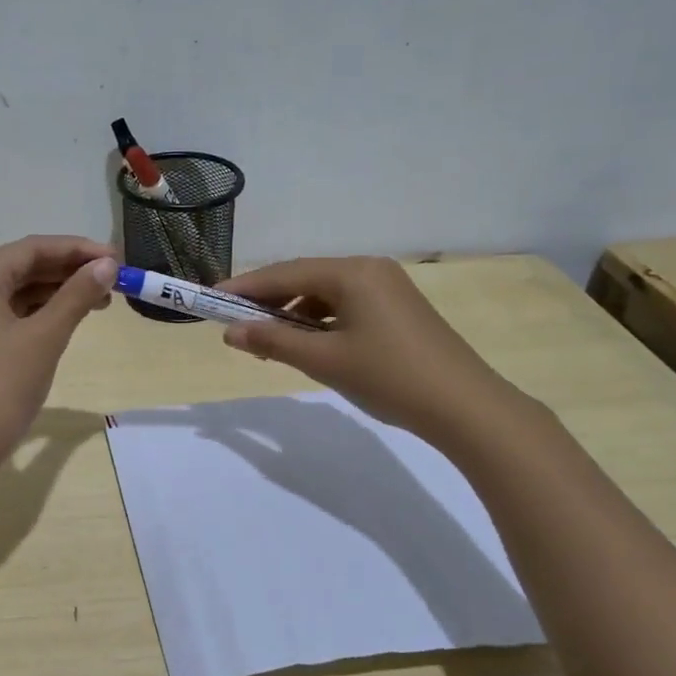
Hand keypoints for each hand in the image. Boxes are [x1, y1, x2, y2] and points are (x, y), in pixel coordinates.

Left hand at [0, 236, 117, 468]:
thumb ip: (76, 296)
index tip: (116, 259)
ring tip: (99, 302)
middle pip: (22, 267)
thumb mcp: (45, 337)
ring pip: (16, 292)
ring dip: (57, 292)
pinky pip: (8, 314)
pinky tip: (66, 321)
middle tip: (112, 280)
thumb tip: (106, 266)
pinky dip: (39, 313)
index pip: (31, 249)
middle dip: (68, 271)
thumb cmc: (1, 388)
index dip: (76, 249)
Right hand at [219, 256, 523, 443]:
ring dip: (294, 313)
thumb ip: (273, 343)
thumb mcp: (324, 361)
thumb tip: (230, 334)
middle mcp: (370, 269)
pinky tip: (310, 344)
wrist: (465, 407)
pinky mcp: (398, 308)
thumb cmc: (389, 378)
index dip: (245, 287)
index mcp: (352, 273)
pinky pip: (346, 305)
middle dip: (268, 301)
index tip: (210, 300)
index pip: (285, 273)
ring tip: (270, 342)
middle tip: (235, 323)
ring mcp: (388, 287)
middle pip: (305, 278)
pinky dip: (321, 321)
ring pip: (325, 293)